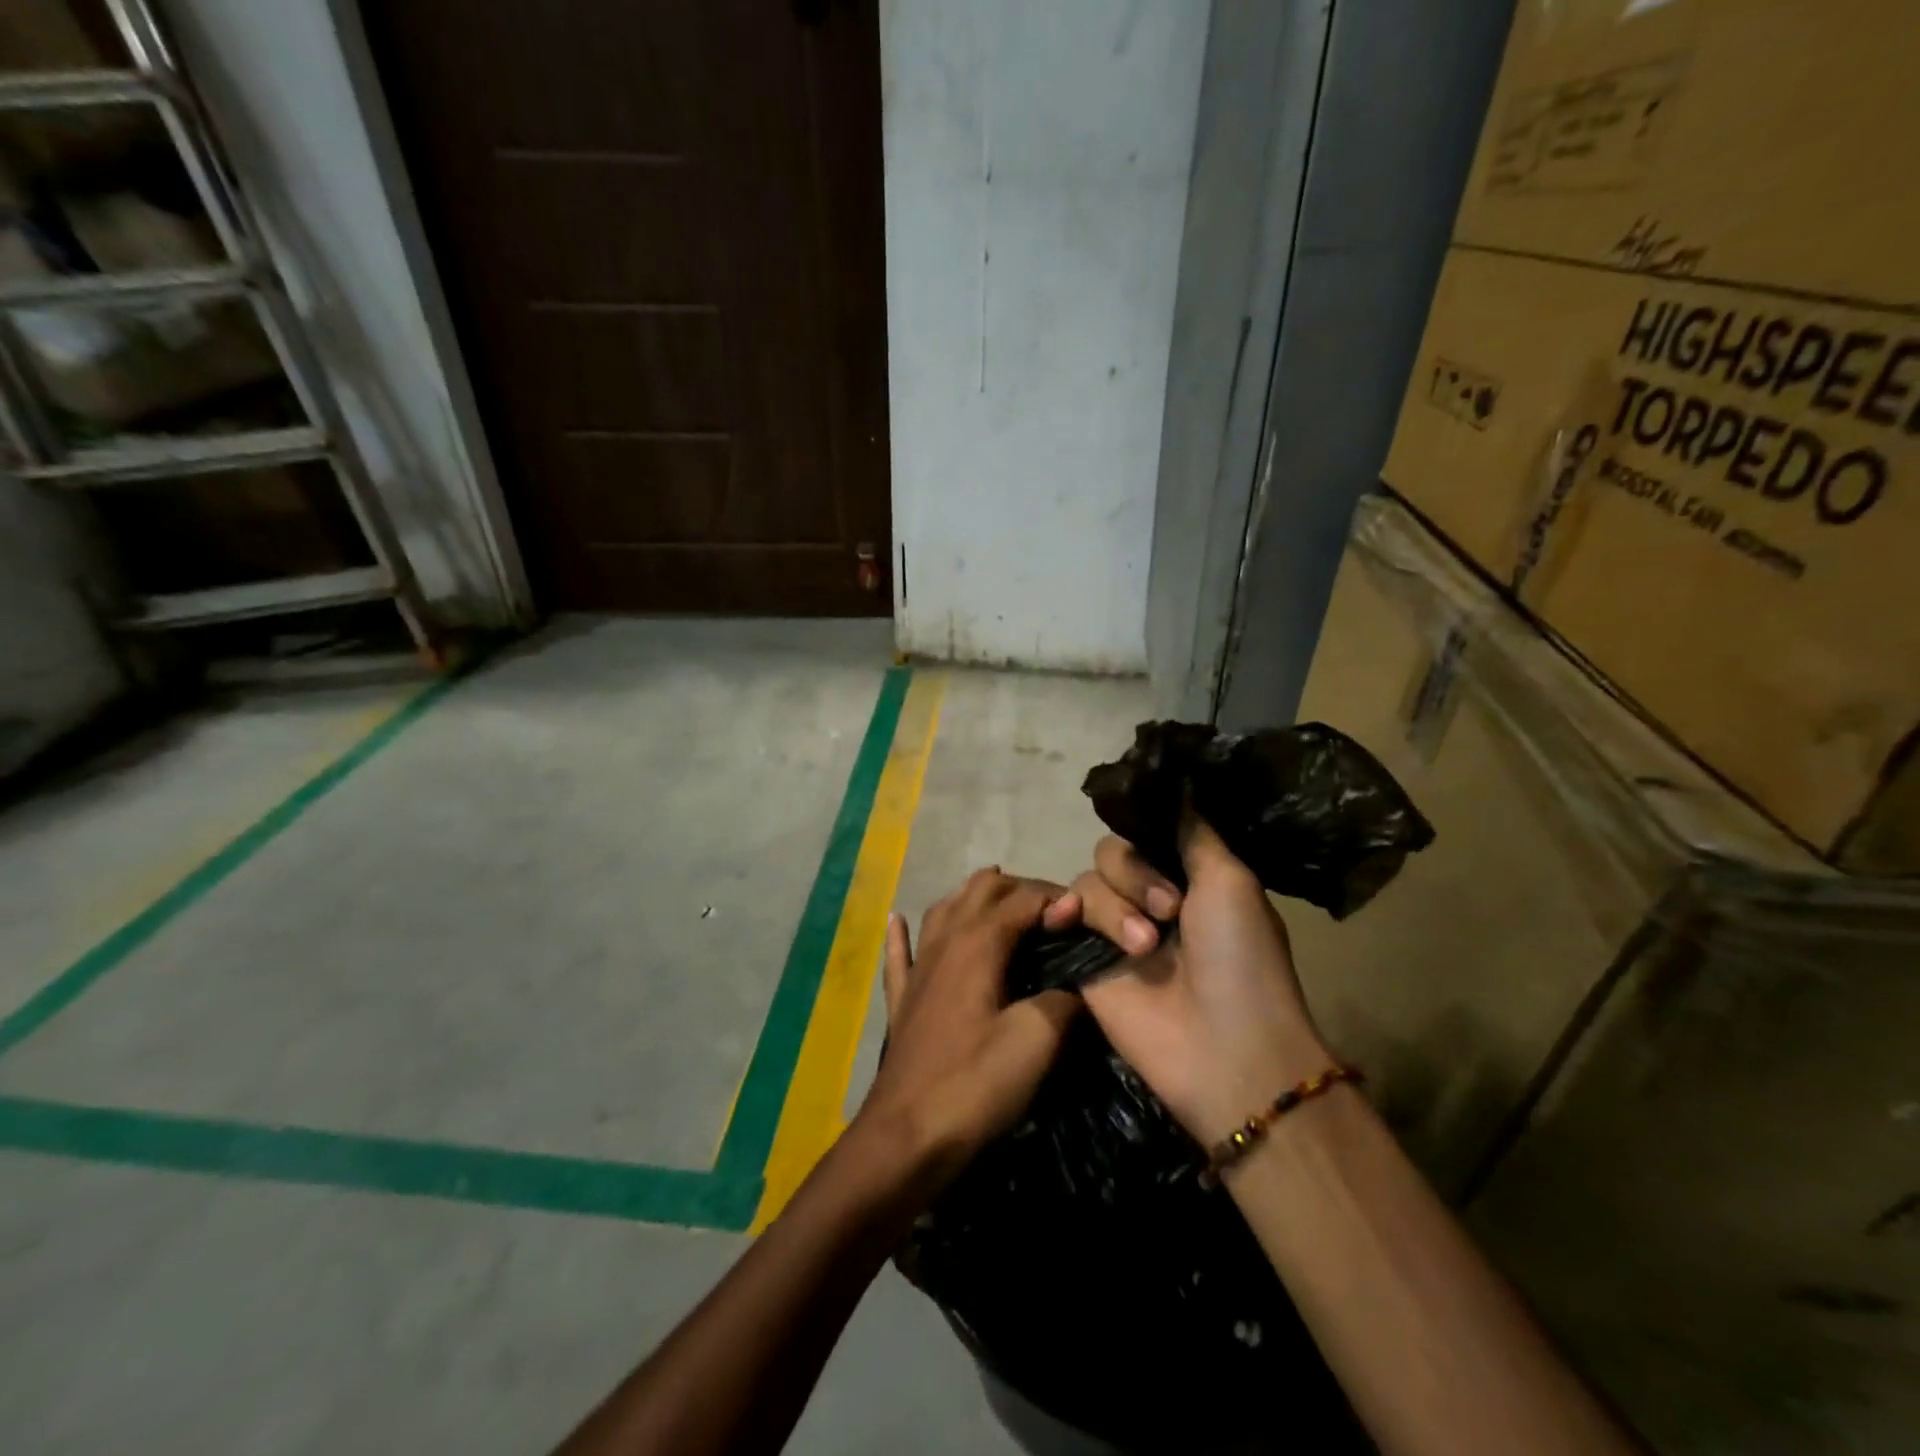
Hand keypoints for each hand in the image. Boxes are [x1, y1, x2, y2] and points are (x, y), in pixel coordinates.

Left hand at [853, 868, 1081, 1190]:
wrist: (906, 1136)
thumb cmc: (974, 1084)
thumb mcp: (1036, 1040)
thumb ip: (1063, 1000)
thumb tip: (1076, 984)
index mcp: (979, 943)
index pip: (1024, 899)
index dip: (1058, 899)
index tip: (1087, 915)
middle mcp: (944, 941)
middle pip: (981, 891)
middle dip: (1019, 890)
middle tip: (1054, 913)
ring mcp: (918, 968)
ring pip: (943, 910)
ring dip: (972, 898)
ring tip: (997, 899)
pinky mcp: (903, 999)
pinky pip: (899, 953)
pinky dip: (902, 933)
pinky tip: (896, 919)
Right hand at [1066, 820, 1331, 1143]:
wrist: (1223, 1047)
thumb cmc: (1240, 959)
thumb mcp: (1230, 881)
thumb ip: (1192, 831)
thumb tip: (1177, 779)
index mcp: (1188, 876)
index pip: (1147, 831)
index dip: (1147, 831)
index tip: (1160, 842)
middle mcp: (1148, 897)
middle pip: (1113, 850)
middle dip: (1137, 875)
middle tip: (1169, 911)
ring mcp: (1114, 929)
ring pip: (1088, 880)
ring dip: (1116, 908)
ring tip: (1144, 949)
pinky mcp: (1084, 958)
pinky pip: (1063, 913)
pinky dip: (1065, 911)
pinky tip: (1069, 921)